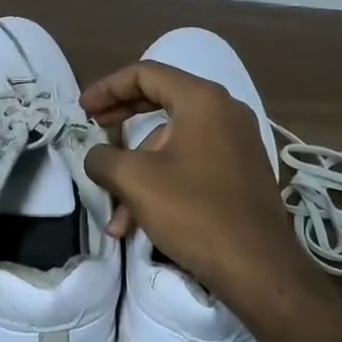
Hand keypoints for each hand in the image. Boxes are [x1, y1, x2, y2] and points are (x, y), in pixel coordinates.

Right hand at [80, 61, 314, 314]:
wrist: (258, 267)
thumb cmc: (194, 211)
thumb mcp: (135, 180)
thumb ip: (103, 158)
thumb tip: (95, 156)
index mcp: (202, 100)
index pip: (146, 74)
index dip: (107, 87)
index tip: (83, 108)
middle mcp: (224, 113)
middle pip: (160, 103)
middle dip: (121, 121)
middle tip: (94, 130)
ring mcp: (236, 144)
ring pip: (172, 145)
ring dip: (137, 172)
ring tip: (116, 217)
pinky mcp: (240, 174)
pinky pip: (190, 164)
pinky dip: (161, 184)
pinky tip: (139, 223)